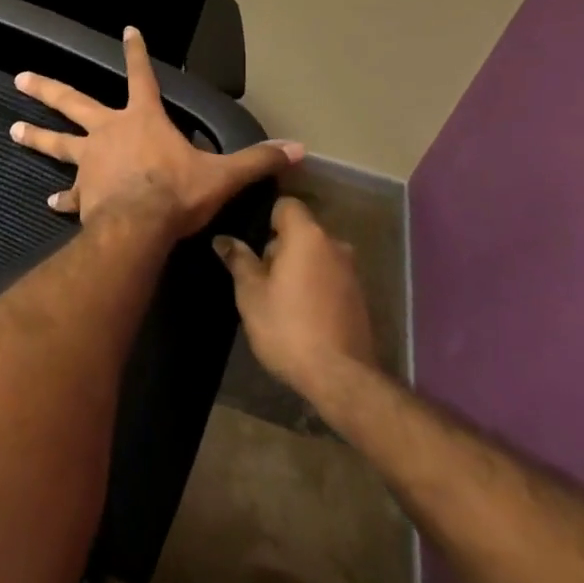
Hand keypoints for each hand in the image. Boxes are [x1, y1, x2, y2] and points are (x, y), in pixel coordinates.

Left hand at [10, 26, 303, 241]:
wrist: (141, 227)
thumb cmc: (178, 193)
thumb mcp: (223, 176)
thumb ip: (258, 160)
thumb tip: (300, 150)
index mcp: (142, 120)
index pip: (141, 76)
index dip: (136, 52)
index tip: (128, 30)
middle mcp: (109, 132)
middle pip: (73, 102)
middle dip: (46, 88)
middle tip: (19, 77)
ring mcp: (90, 161)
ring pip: (57, 142)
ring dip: (35, 134)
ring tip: (12, 129)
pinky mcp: (83, 192)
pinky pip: (70, 192)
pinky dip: (62, 196)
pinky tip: (51, 201)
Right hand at [213, 197, 376, 403]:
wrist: (340, 377)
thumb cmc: (287, 327)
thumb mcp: (251, 294)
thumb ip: (239, 260)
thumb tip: (223, 239)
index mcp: (307, 236)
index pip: (286, 205)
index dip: (267, 219)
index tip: (252, 243)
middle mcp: (334, 245)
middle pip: (301, 231)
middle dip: (280, 247)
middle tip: (259, 276)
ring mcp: (352, 272)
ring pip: (317, 256)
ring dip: (299, 268)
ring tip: (279, 297)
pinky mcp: (360, 297)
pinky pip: (330, 277)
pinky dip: (315, 286)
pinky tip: (301, 313)